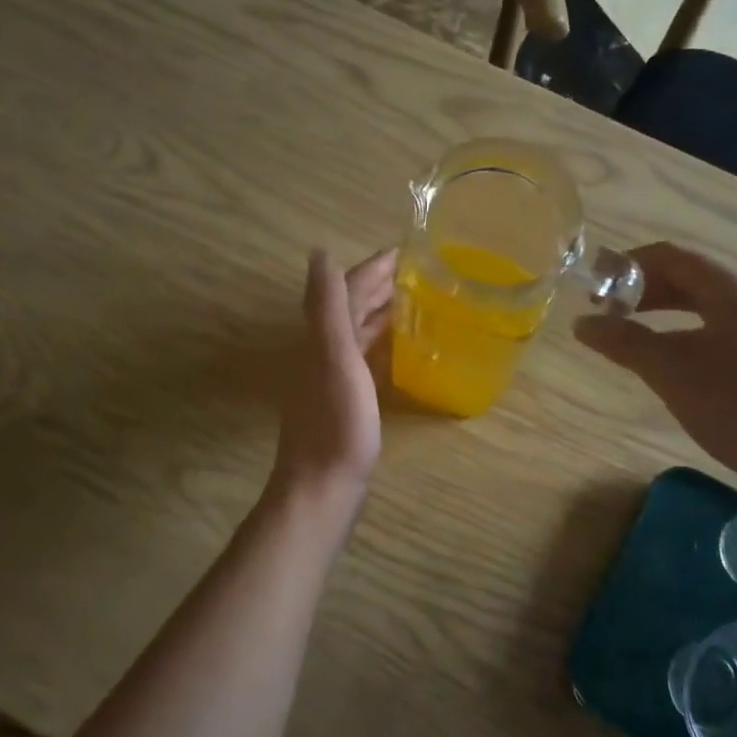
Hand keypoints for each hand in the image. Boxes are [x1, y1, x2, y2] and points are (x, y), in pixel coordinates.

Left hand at [270, 248, 395, 507]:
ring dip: (380, 311)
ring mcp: (333, 377)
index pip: (347, 289)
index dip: (373, 267)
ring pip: (357, 332)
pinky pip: (363, 357)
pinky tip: (397, 348)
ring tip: (413, 300)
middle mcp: (323, 351)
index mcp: (323, 338)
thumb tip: (319, 252)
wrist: (322, 485)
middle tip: (418, 272)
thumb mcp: (335, 359)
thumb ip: (328, 307)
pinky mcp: (344, 400)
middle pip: (351, 307)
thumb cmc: (337, 425)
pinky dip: (379, 342)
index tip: (406, 251)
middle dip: (380, 285)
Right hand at [574, 242, 736, 494]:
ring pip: (703, 302)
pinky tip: (669, 355)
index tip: (592, 287)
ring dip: (662, 309)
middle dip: (642, 288)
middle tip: (604, 311)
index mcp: (732, 287)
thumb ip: (624, 341)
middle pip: (688, 275)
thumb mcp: (670, 371)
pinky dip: (684, 328)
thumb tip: (581, 324)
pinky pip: (718, 324)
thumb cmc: (736, 405)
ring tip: (628, 330)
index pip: (670, 255)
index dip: (626, 265)